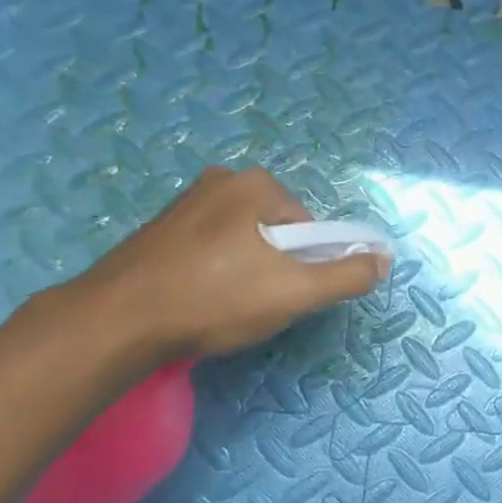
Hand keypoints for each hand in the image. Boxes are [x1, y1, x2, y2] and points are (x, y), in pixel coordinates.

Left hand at [67, 166, 388, 363]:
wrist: (117, 321)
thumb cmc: (214, 299)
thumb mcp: (294, 291)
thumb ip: (347, 275)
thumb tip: (384, 258)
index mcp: (255, 184)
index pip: (309, 228)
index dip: (307, 266)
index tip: (286, 297)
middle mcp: (220, 181)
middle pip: (275, 232)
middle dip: (274, 268)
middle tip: (255, 305)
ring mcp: (184, 203)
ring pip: (241, 242)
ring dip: (244, 272)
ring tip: (223, 308)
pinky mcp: (158, 230)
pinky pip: (208, 249)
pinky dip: (213, 273)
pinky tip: (197, 301)